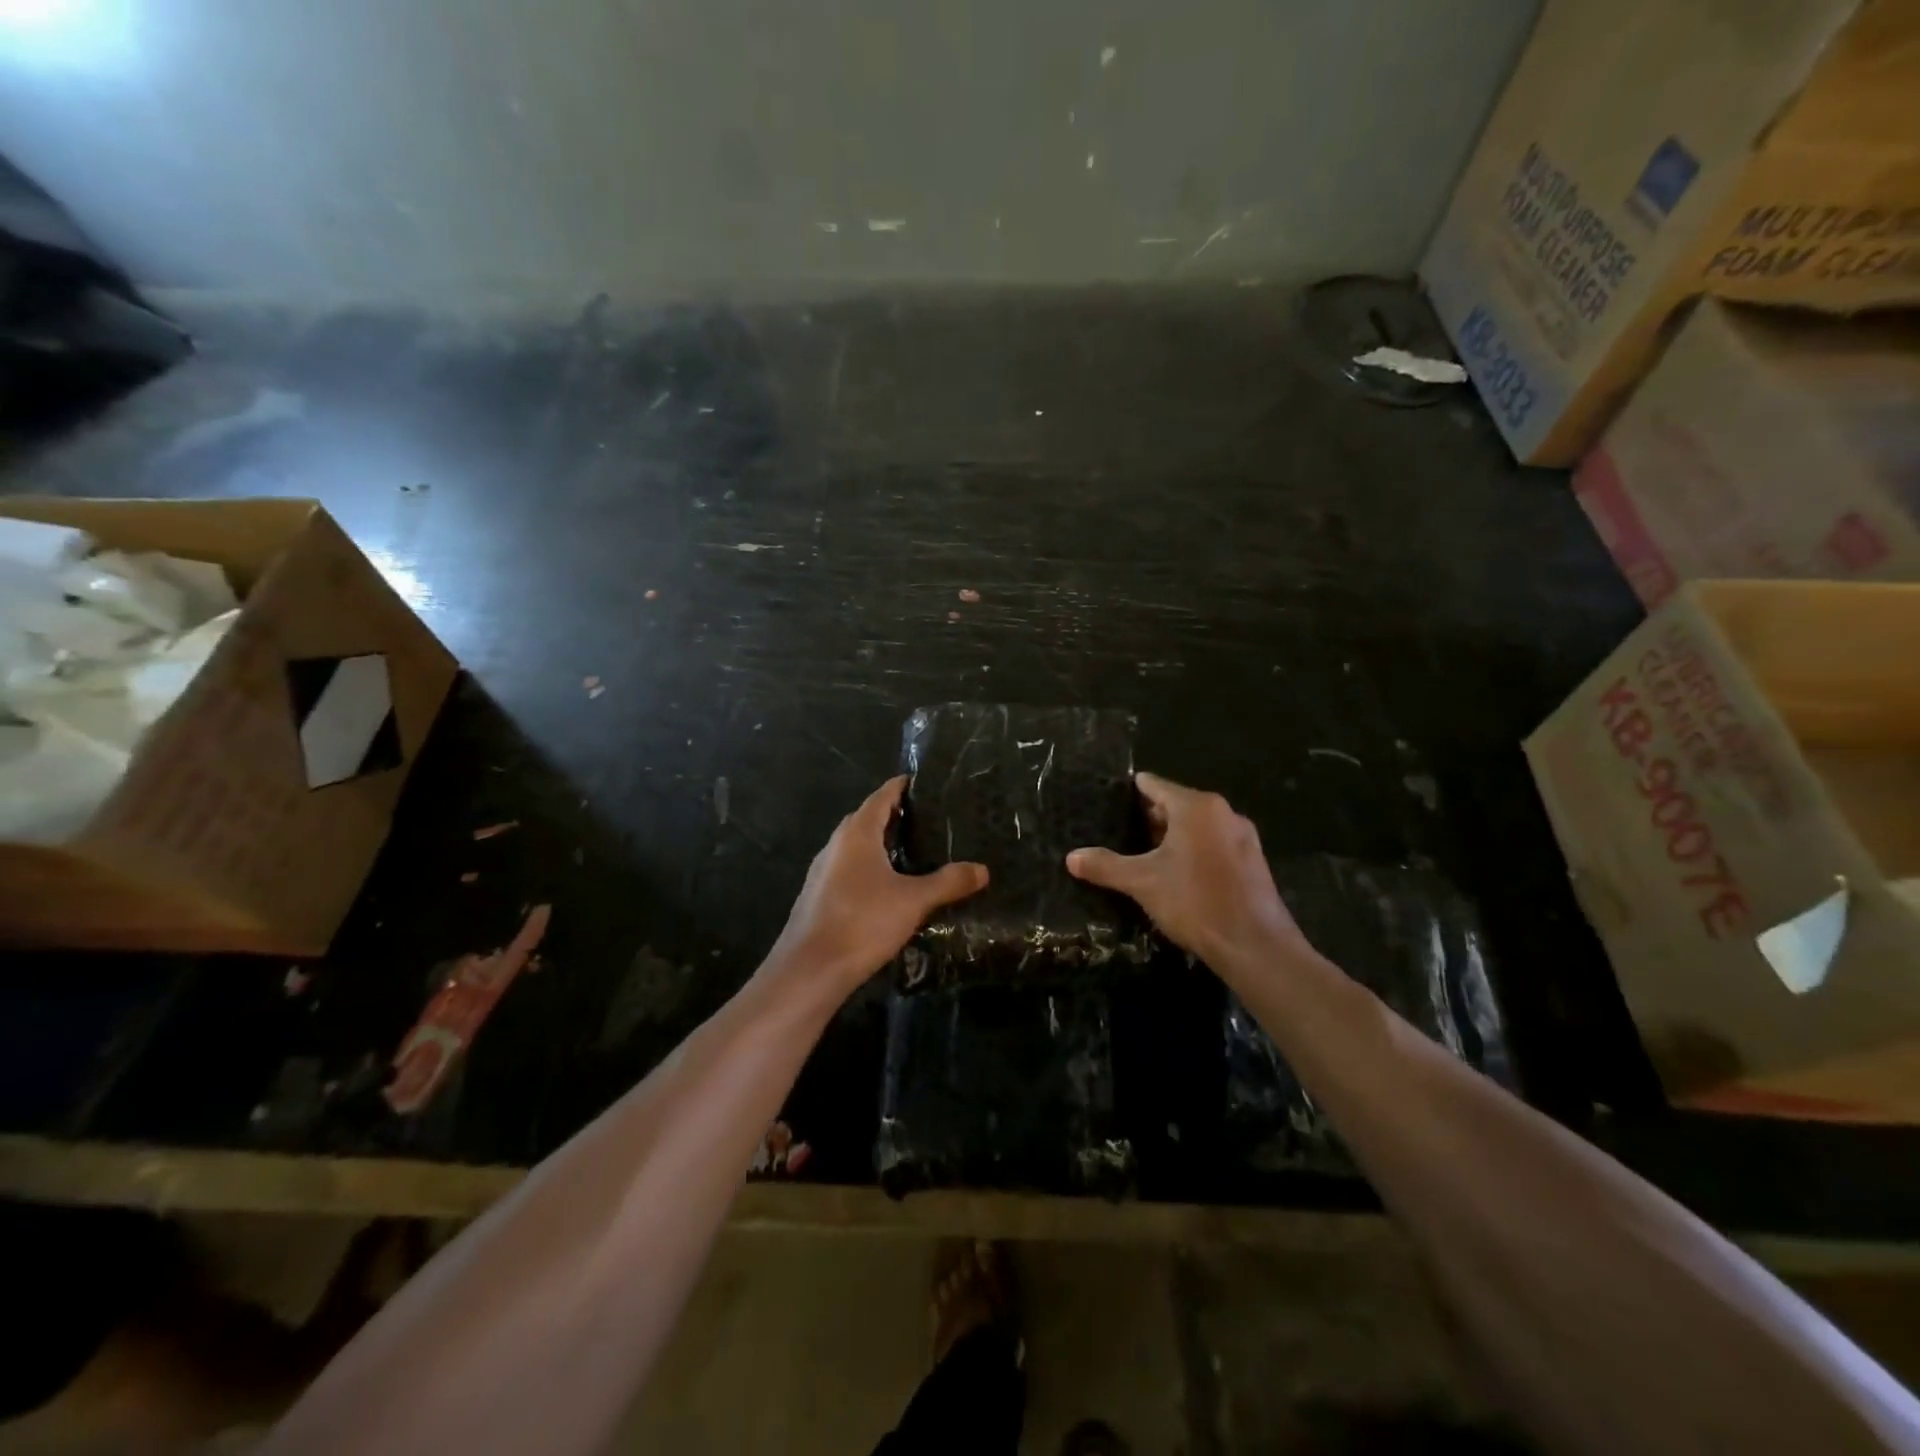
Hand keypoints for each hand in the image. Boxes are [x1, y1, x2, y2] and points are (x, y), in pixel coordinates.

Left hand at [771, 776, 988, 993]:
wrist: (810, 970)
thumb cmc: (863, 922)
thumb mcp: (913, 901)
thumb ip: (948, 882)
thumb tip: (983, 869)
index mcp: (857, 833)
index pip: (881, 797)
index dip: (901, 787)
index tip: (922, 782)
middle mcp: (836, 845)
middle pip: (866, 818)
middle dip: (893, 815)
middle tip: (926, 819)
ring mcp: (823, 871)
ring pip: (855, 846)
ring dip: (879, 844)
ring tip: (912, 852)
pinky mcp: (819, 896)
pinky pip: (848, 869)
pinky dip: (868, 867)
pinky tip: (887, 887)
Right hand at [1066, 771, 1305, 969]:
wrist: (1254, 945)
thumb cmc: (1195, 902)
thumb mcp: (1142, 883)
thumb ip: (1106, 866)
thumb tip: (1071, 858)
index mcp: (1196, 807)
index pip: (1156, 785)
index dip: (1132, 790)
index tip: (1112, 797)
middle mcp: (1223, 813)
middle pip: (1178, 804)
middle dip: (1151, 816)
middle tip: (1122, 830)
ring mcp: (1243, 837)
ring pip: (1198, 826)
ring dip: (1174, 836)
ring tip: (1146, 854)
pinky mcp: (1253, 862)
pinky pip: (1215, 845)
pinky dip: (1195, 851)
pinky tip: (1178, 875)